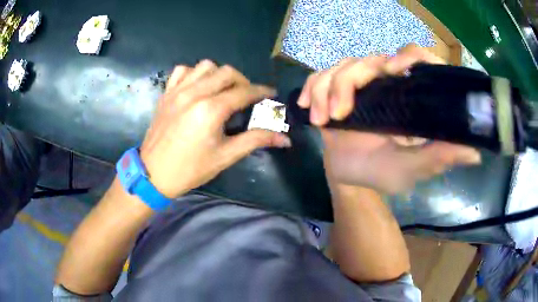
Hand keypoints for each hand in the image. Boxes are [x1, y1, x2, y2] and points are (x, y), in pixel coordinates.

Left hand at [140, 60, 290, 197]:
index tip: (271, 94)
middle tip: (246, 97)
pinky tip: (197, 88)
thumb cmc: (190, 169)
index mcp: (211, 110)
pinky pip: (182, 71)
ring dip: (219, 75)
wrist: (152, 174)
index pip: (244, 91)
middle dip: (243, 82)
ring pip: (205, 66)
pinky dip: (194, 74)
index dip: (261, 91)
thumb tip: (285, 139)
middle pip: (227, 72)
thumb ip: (255, 140)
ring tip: (222, 91)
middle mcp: (194, 93)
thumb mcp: (225, 156)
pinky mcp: (166, 93)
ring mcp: (177, 91)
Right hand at [297, 44, 480, 193]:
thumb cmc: (382, 173)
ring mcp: (361, 85)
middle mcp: (388, 84)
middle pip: (370, 59)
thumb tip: (475, 152)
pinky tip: (309, 110)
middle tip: (339, 114)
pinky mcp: (337, 90)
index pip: (418, 59)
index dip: (409, 56)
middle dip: (348, 82)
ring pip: (342, 66)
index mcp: (411, 98)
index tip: (393, 70)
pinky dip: (312, 90)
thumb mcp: (412, 168)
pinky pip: (320, 76)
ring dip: (327, 91)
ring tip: (323, 121)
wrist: (348, 178)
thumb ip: (439, 157)